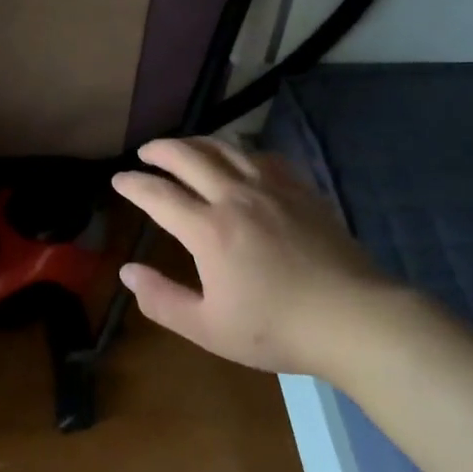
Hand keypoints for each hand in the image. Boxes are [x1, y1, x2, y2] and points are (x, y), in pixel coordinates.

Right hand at [110, 137, 394, 375]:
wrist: (354, 319)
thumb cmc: (277, 329)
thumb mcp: (209, 329)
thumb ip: (162, 300)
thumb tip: (126, 272)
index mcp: (208, 230)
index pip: (158, 194)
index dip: (133, 184)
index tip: (118, 179)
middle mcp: (234, 196)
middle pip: (187, 156)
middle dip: (160, 150)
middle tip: (145, 152)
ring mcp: (270, 188)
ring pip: (224, 147)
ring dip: (196, 142)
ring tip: (183, 147)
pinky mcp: (299, 189)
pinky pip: (261, 156)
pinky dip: (238, 151)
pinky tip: (238, 158)